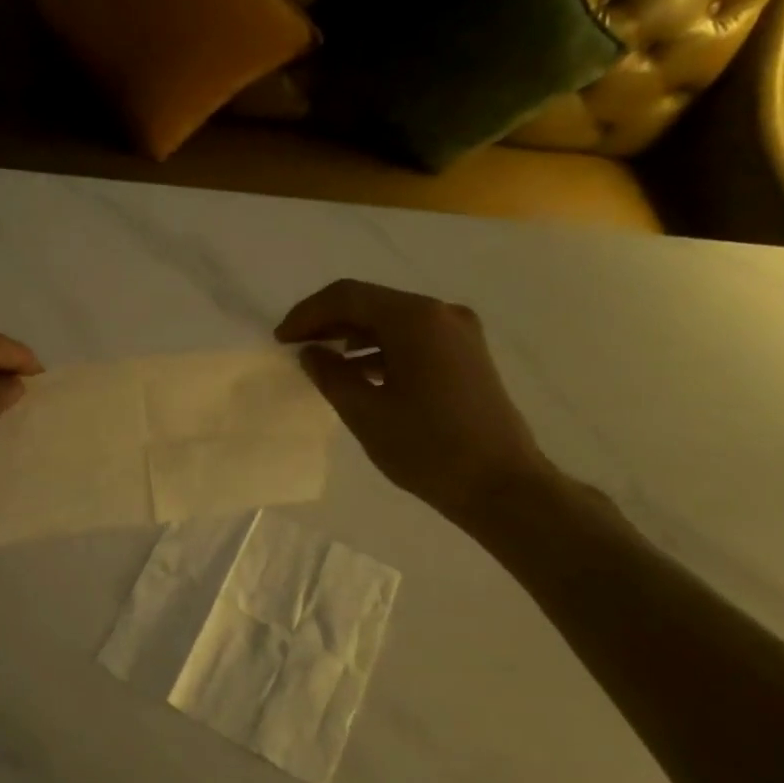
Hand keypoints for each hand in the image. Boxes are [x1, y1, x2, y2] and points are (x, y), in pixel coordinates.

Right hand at [275, 279, 559, 526]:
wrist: (502, 486)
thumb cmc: (428, 449)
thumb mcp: (366, 413)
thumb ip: (331, 375)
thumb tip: (311, 352)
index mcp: (415, 319)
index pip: (348, 296)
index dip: (308, 314)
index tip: (280, 340)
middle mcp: (441, 314)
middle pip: (371, 302)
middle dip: (329, 321)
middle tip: (295, 346)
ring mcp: (459, 333)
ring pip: (392, 320)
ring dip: (353, 335)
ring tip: (321, 360)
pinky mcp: (466, 354)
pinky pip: (413, 338)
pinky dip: (380, 349)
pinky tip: (359, 372)